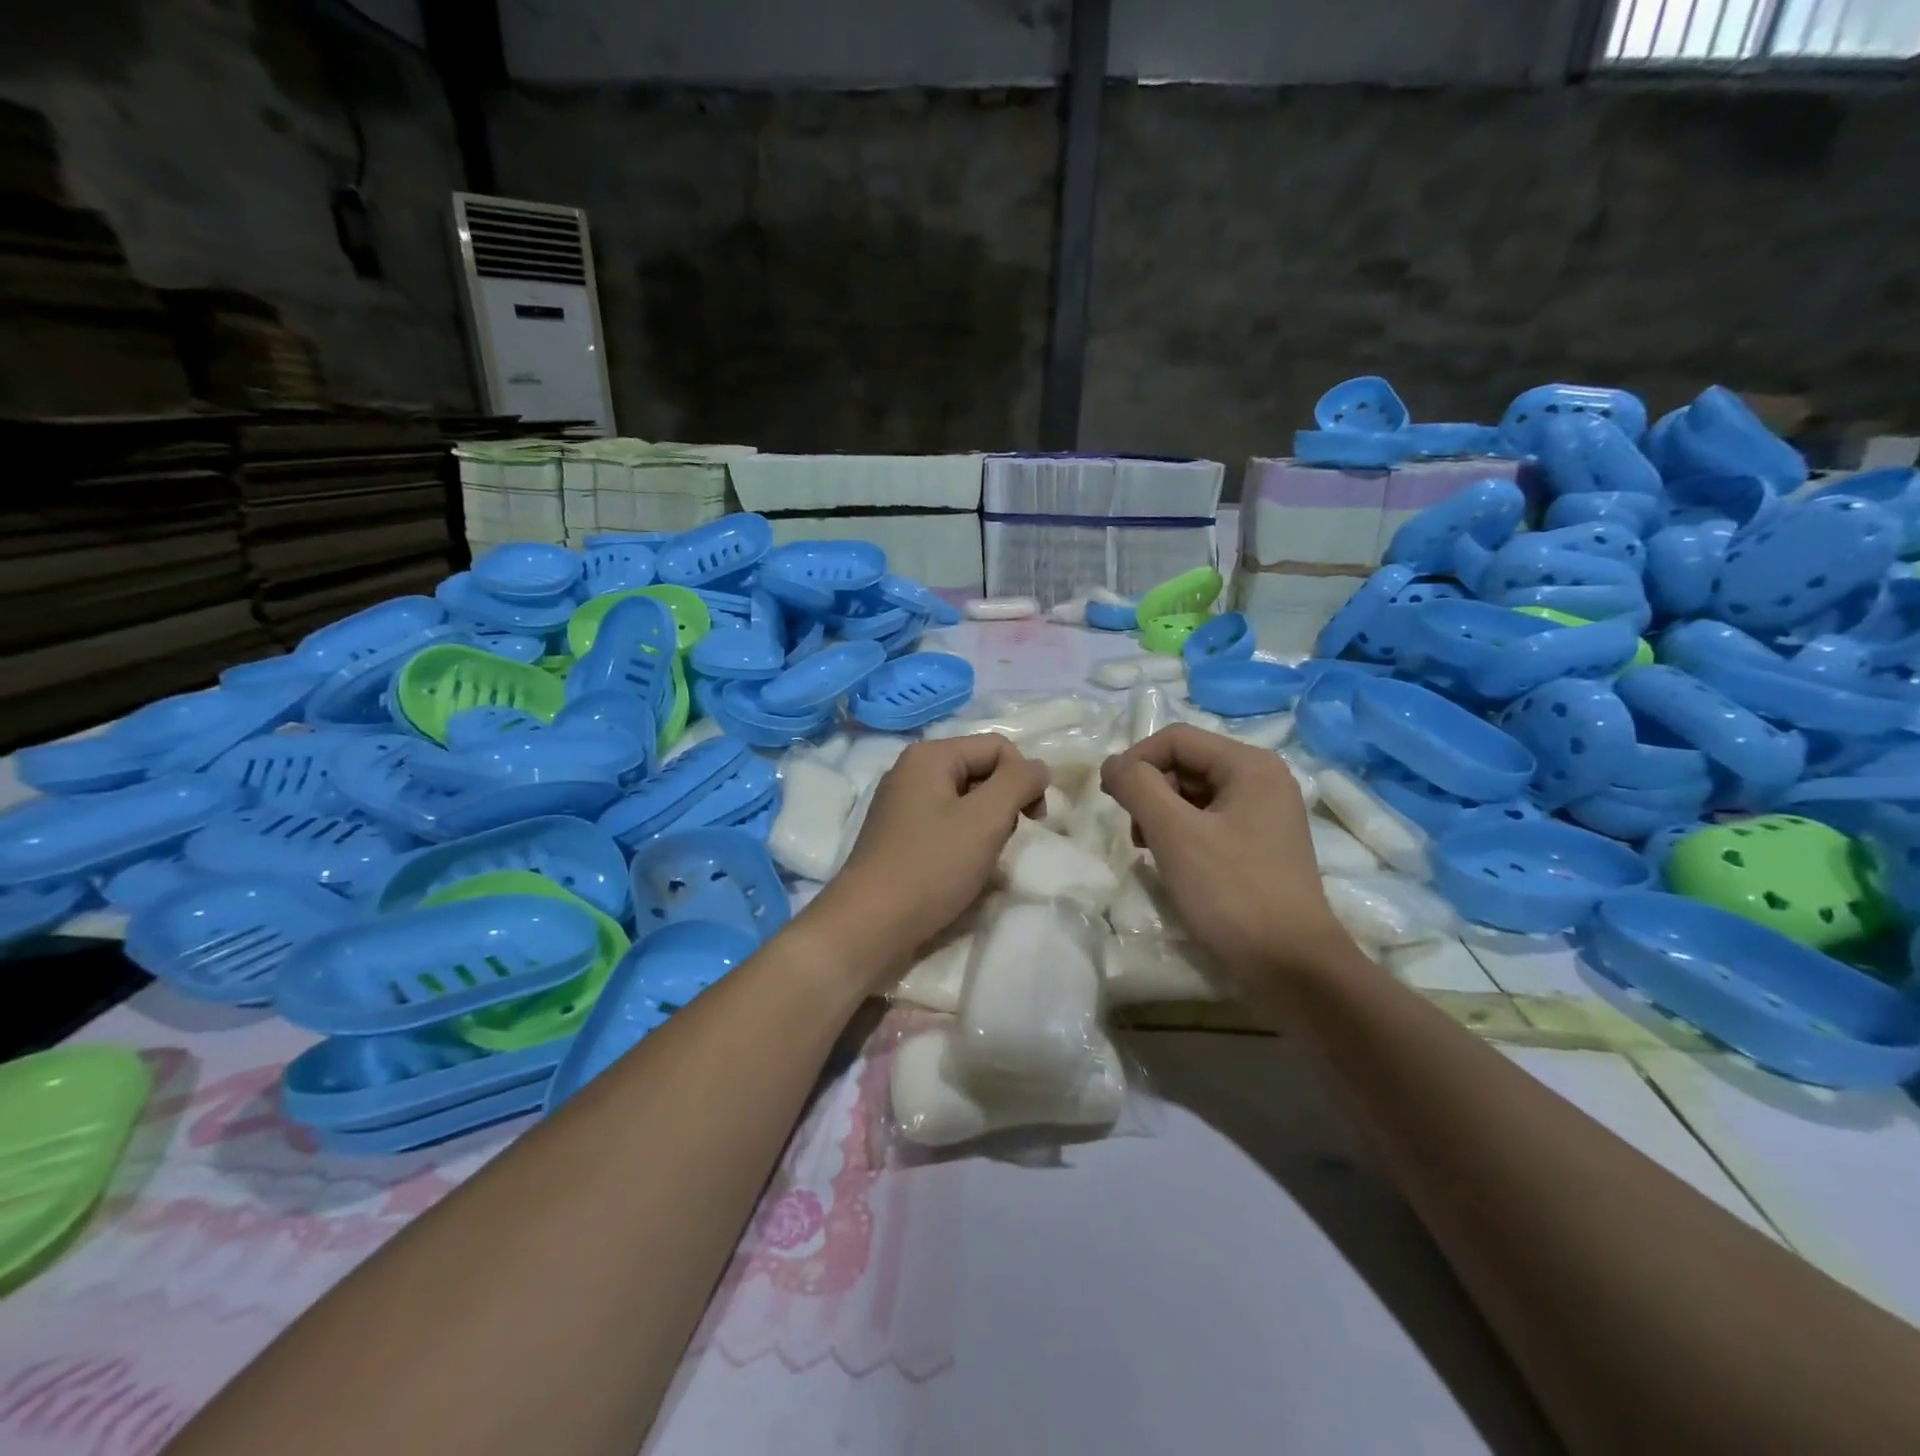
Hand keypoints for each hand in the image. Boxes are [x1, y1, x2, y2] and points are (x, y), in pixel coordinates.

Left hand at [813, 734, 1047, 974]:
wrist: (869, 925)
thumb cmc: (931, 867)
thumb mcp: (985, 819)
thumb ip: (1018, 783)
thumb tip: (1038, 767)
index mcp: (930, 756)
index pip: (998, 746)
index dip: (1024, 778)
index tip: (1033, 821)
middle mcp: (912, 771)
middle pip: (980, 770)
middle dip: (1004, 802)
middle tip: (1005, 841)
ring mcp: (902, 804)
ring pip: (965, 800)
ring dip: (986, 825)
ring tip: (983, 858)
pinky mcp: (899, 835)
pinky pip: (945, 823)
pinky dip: (963, 840)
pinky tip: (962, 869)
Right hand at [1100, 725, 1354, 992]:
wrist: (1292, 968)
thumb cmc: (1232, 892)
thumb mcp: (1174, 833)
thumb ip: (1137, 786)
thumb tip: (1111, 764)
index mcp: (1250, 765)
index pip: (1176, 738)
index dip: (1136, 760)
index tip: (1110, 798)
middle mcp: (1262, 780)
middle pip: (1186, 763)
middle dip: (1150, 791)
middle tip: (1135, 834)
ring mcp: (1264, 815)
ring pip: (1194, 794)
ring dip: (1161, 815)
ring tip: (1151, 851)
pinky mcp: (1260, 847)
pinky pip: (1209, 822)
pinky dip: (1182, 835)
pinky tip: (1174, 864)